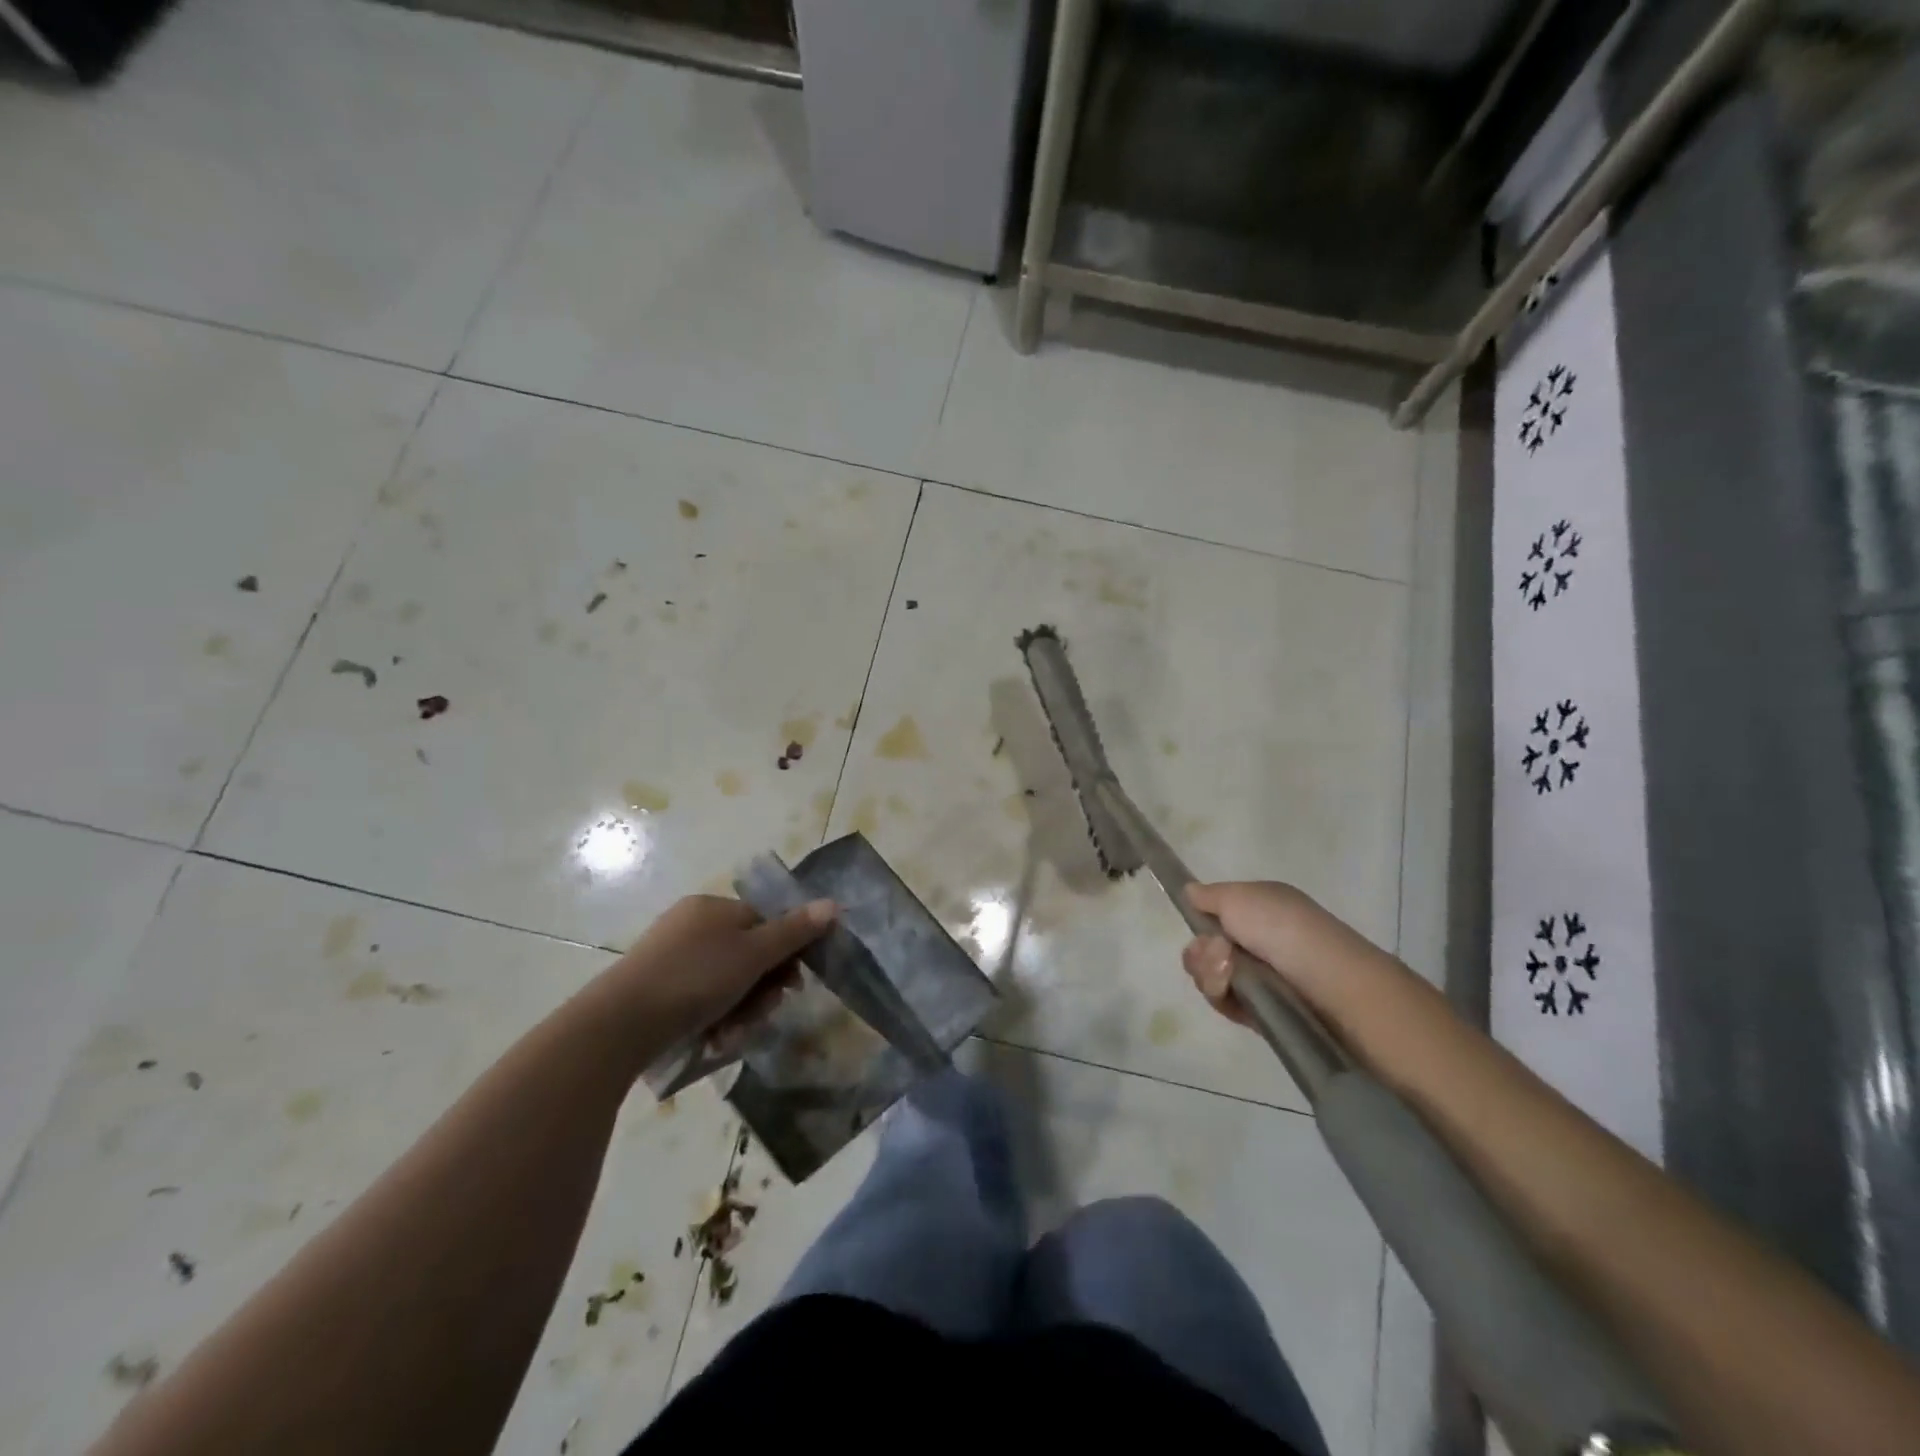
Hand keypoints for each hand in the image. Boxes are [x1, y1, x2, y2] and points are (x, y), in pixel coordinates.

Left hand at [601, 894, 835, 1053]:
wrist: (619, 1024)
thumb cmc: (695, 978)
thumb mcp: (753, 954)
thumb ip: (795, 931)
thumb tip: (833, 905)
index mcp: (713, 908)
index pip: (765, 922)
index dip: (785, 952)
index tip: (793, 984)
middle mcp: (692, 925)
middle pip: (748, 954)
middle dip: (762, 988)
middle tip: (764, 1013)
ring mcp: (671, 957)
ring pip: (727, 981)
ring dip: (741, 1009)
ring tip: (733, 1034)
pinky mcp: (656, 988)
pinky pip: (700, 998)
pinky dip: (714, 1017)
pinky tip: (714, 1038)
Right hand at [1179, 880, 1325, 1027]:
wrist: (1331, 985)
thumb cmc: (1283, 929)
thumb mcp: (1239, 897)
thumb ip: (1208, 895)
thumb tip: (1189, 891)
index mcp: (1261, 909)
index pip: (1216, 915)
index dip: (1200, 921)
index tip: (1196, 922)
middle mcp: (1261, 941)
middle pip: (1207, 948)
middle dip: (1201, 952)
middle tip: (1218, 953)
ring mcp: (1262, 977)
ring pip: (1211, 976)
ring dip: (1210, 972)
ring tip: (1229, 974)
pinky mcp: (1263, 1011)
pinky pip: (1226, 1003)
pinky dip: (1223, 997)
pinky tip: (1233, 993)